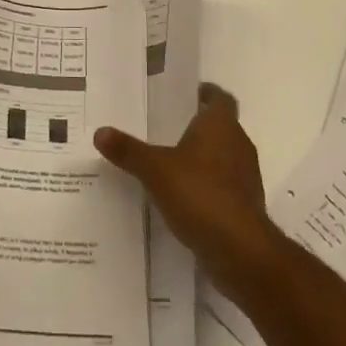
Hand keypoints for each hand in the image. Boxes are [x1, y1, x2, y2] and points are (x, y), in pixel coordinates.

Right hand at [95, 82, 285, 305]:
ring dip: (204, 159)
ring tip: (172, 164)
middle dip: (199, 127)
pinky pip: (225, 186)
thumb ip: (129, 151)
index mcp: (221, 125)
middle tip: (168, 128)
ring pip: (224, 157)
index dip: (206, 94)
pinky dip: (208, 187)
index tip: (187, 95)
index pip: (220, 98)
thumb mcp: (155, 170)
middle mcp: (239, 144)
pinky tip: (185, 198)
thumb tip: (99, 132)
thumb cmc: (200, 194)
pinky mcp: (246, 206)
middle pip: (221, 127)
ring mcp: (246, 177)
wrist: (240, 251)